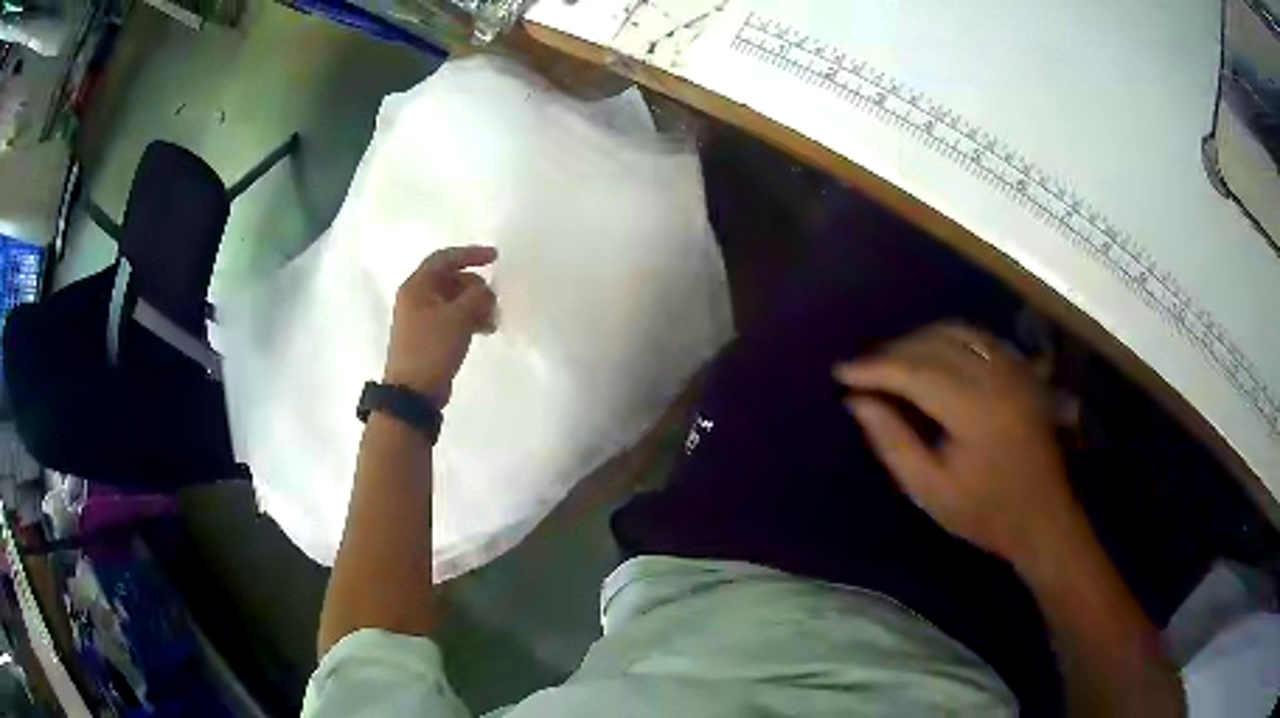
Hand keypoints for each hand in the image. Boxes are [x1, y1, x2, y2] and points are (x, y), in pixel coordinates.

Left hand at [383, 246, 496, 404]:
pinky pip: (453, 318)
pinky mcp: (430, 337)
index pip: (445, 258)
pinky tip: (484, 331)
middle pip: (452, 280)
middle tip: (493, 303)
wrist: (414, 392)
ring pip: (455, 300)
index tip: (495, 258)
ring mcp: (423, 318)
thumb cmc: (431, 348)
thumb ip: (477, 296)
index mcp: (417, 287)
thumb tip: (487, 291)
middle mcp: (417, 298)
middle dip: (476, 288)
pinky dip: (469, 319)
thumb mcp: (458, 317)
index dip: (470, 254)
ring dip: (475, 305)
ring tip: (492, 321)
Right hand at [834, 323, 1079, 564]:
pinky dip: (948, 338)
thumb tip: (858, 402)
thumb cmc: (985, 512)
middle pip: (935, 343)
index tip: (841, 372)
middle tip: (862, 369)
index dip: (876, 368)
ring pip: (958, 331)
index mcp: (975, 409)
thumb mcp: (930, 491)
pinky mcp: (1022, 369)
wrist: (1043, 516)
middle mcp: (996, 376)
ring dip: (919, 339)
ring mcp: (1013, 367)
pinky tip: (932, 354)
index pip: (915, 371)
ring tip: (892, 360)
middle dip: (893, 351)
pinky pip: (979, 336)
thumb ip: (894, 443)